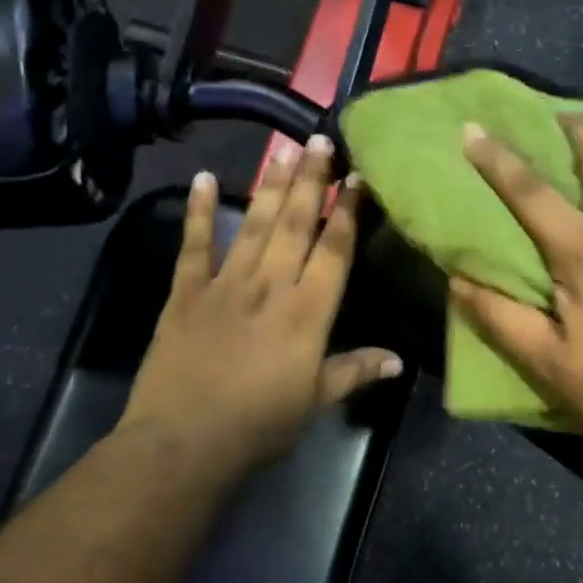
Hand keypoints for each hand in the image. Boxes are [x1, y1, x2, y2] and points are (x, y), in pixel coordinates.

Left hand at [120, 137, 402, 477]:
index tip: (357, 177)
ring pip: (255, 225)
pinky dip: (200, 211)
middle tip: (319, 139)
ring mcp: (225, 285)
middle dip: (311, 181)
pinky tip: (205, 178)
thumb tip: (398, 360)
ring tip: (283, 149)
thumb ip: (354, 372)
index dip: (347, 212)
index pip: (334, 251)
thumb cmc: (259, 425)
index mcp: (307, 312)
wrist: (184, 442)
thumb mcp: (316, 402)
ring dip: (271, 185)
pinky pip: (194, 246)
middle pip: (296, 224)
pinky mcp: (185, 294)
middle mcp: (270, 286)